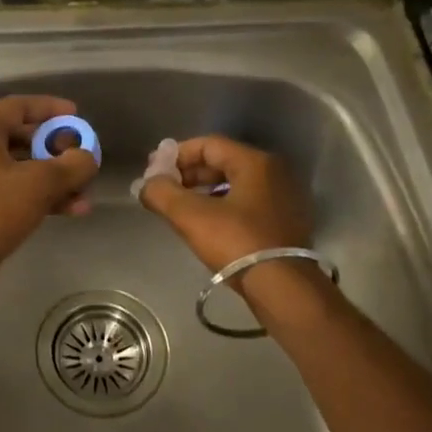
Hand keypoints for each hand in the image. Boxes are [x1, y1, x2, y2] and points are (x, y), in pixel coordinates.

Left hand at [0, 95, 99, 302]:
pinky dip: (45, 198)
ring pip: (25, 170)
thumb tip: (87, 157)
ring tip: (85, 193)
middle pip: (24, 139)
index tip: (76, 116)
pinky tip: (73, 210)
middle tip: (82, 158)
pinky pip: (20, 194)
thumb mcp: (40, 182)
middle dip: (58, 149)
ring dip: (57, 179)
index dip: (49, 108)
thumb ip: (72, 165)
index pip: (18, 106)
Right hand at [137, 136, 312, 275]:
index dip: (177, 155)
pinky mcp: (286, 222)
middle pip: (223, 162)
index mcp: (255, 163)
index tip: (154, 171)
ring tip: (180, 208)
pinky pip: (248, 203)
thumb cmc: (237, 243)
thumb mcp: (191, 217)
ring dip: (205, 191)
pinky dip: (223, 205)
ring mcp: (284, 198)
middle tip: (164, 189)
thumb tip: (146, 184)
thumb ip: (162, 194)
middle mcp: (274, 173)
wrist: (283, 287)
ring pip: (235, 184)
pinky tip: (206, 224)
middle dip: (189, 173)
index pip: (208, 144)